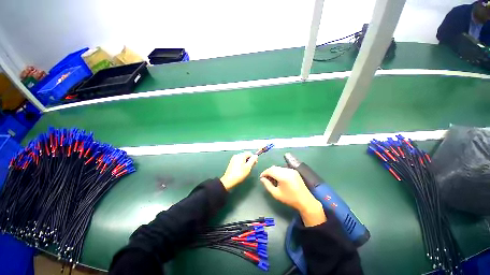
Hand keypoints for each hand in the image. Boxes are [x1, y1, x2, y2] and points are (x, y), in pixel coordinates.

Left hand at [220, 152, 257, 189]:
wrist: (229, 180)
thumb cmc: (240, 173)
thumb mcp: (248, 167)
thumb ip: (253, 160)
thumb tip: (256, 155)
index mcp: (241, 155)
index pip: (250, 153)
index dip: (253, 158)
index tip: (255, 164)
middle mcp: (237, 155)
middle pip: (246, 155)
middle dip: (250, 160)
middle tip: (251, 167)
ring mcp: (233, 159)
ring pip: (242, 158)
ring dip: (246, 162)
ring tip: (247, 169)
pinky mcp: (232, 163)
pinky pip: (239, 161)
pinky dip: (242, 164)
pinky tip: (242, 169)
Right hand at [260, 166, 325, 226]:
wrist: (305, 200)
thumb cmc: (289, 199)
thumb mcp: (276, 194)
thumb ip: (267, 185)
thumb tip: (262, 179)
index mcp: (283, 176)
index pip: (270, 170)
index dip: (264, 173)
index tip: (261, 177)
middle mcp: (287, 171)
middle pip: (274, 168)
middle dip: (268, 172)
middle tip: (265, 179)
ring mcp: (291, 170)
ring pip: (278, 168)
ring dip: (273, 171)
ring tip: (271, 179)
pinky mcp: (294, 171)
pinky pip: (283, 169)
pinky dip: (279, 171)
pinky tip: (278, 178)